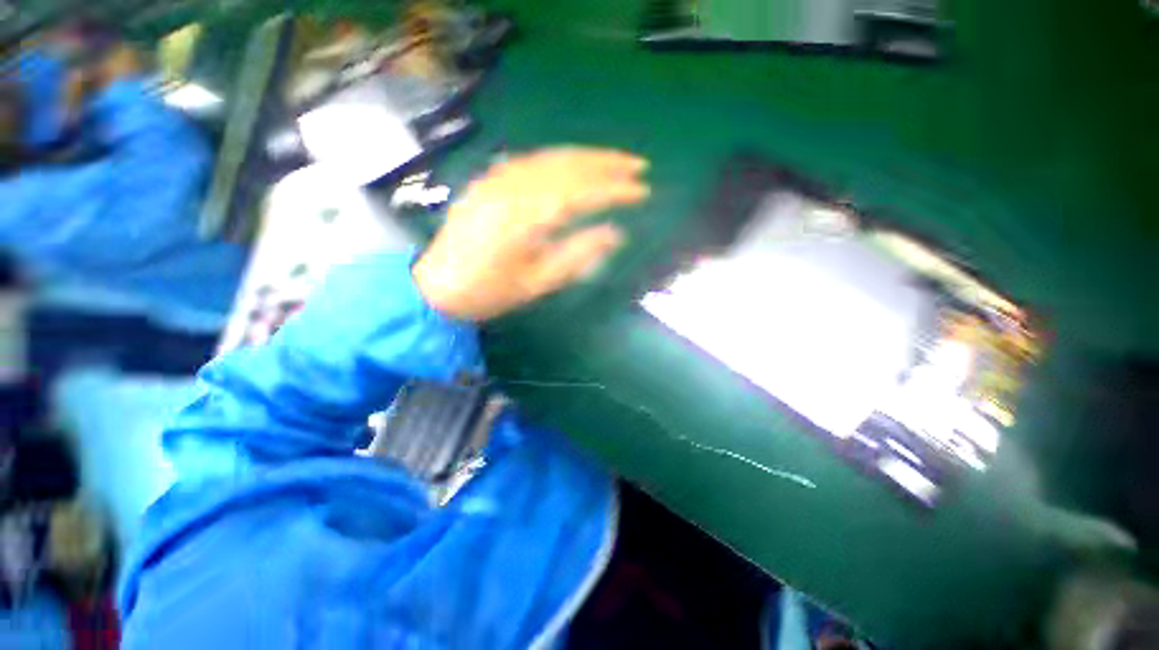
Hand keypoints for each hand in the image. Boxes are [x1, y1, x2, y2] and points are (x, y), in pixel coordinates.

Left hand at [413, 147, 648, 320]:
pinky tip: (576, 164)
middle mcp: (511, 189)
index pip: (580, 193)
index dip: (614, 189)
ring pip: (551, 157)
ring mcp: (497, 179)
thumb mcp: (538, 283)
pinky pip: (532, 160)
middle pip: (568, 165)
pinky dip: (560, 159)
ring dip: (587, 156)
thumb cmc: (490, 292)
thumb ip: (578, 255)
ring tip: (616, 162)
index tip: (643, 190)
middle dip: (607, 163)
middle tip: (639, 166)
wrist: (436, 287)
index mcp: (525, 219)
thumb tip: (614, 233)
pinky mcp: (489, 179)